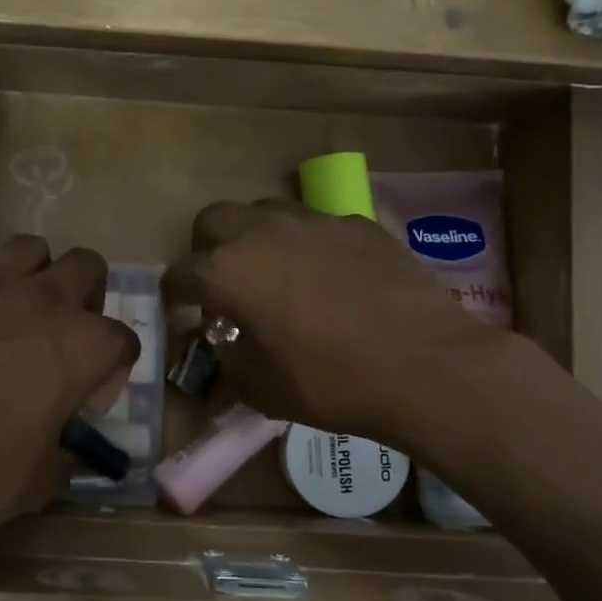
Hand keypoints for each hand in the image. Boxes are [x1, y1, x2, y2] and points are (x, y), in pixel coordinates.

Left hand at [0, 235, 138, 556]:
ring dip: (33, 273)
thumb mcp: (43, 477)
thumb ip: (66, 450)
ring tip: (15, 305)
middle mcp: (45, 300)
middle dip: (85, 295)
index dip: (111, 367)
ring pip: (30, 247)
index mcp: (83, 345)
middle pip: (87, 266)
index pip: (123, 338)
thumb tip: (68, 447)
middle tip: (61, 330)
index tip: (87, 394)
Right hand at [163, 201, 513, 449]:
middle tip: (225, 284)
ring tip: (275, 273)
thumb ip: (228, 362)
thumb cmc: (333, 383)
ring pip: (263, 210)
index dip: (175, 297)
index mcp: (229, 272)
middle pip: (213, 220)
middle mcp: (262, 232)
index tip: (186, 317)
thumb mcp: (263, 389)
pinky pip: (315, 223)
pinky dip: (307, 243)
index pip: (179, 273)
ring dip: (255, 238)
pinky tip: (330, 276)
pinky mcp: (356, 222)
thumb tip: (223, 348)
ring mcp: (313, 220)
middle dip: (207, 250)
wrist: (426, 366)